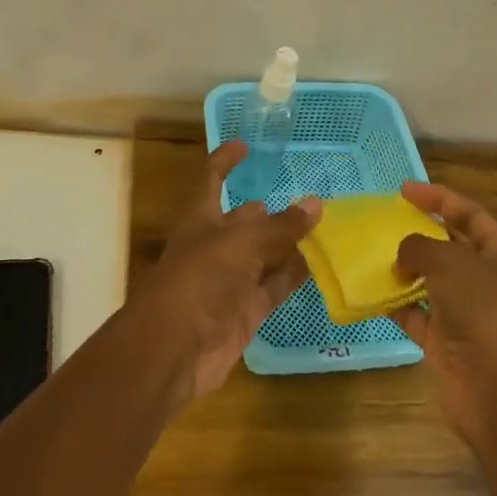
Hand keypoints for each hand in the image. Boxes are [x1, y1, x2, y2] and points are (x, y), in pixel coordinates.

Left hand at [132, 141, 316, 404]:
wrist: (174, 350)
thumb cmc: (200, 280)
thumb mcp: (242, 244)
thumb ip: (281, 227)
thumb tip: (315, 204)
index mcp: (201, 218)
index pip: (213, 179)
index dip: (226, 161)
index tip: (245, 145)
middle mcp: (215, 245)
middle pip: (244, 221)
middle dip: (267, 212)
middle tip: (305, 200)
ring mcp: (230, 280)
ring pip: (264, 255)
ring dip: (287, 244)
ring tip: (322, 229)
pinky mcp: (245, 311)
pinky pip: (274, 287)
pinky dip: (293, 277)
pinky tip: (318, 266)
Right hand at [391, 182, 496, 441]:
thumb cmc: (484, 309)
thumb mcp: (449, 261)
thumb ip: (419, 246)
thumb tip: (404, 254)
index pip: (469, 213)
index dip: (438, 198)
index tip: (403, 189)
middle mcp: (490, 279)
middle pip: (451, 246)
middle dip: (420, 233)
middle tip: (385, 220)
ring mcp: (470, 312)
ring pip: (432, 281)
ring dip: (405, 269)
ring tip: (372, 252)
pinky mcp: (449, 341)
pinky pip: (417, 314)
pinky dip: (396, 304)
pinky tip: (371, 292)